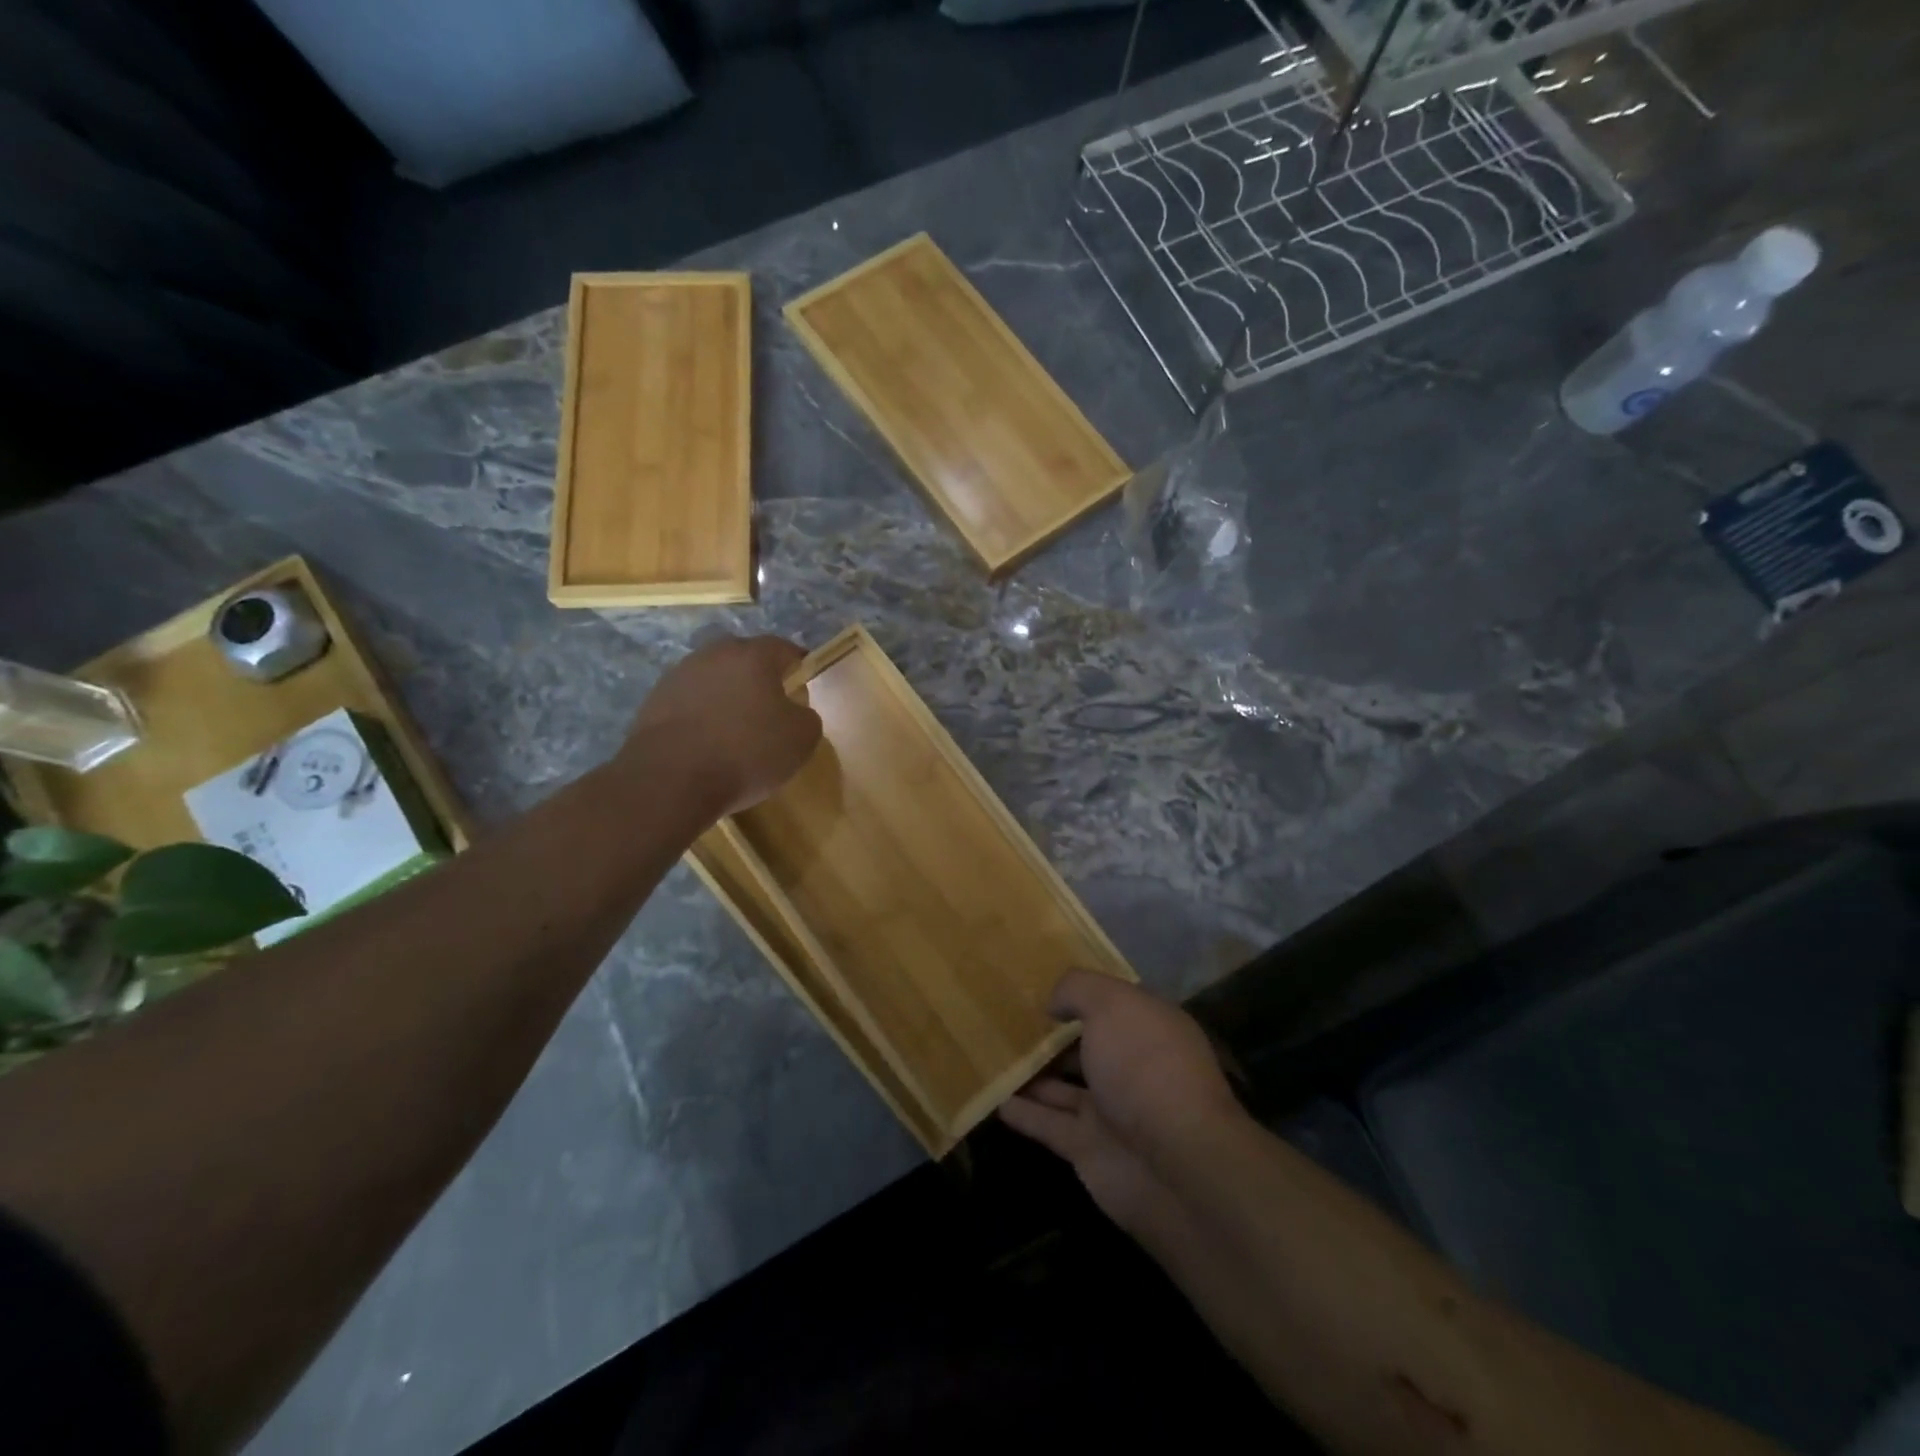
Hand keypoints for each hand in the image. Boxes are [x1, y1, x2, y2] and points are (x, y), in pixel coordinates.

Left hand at [624, 635, 822, 815]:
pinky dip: (702, 717)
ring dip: (727, 697)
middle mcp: (713, 654)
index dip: (798, 667)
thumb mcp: (801, 738)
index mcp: (752, 655)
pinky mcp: (653, 702)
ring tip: (737, 730)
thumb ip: (806, 716)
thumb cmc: (747, 751)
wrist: (671, 779)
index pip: (784, 649)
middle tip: (772, 710)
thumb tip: (796, 712)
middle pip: (744, 660)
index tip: (804, 688)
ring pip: (714, 680)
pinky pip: (690, 703)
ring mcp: (678, 676)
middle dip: (760, 680)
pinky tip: (708, 745)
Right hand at [1000, 971, 1240, 1236]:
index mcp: (1147, 1027)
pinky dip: (1022, 1112)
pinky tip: (993, 1098)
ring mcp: (1111, 1110)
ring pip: (1062, 1086)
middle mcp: (1131, 1066)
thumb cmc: (1144, 1066)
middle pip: (1085, 1045)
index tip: (1039, 982)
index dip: (1079, 992)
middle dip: (1052, 1034)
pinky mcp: (1088, 1148)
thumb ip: (1078, 990)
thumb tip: (1054, 1001)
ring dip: (1031, 1072)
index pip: (1111, 1002)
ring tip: (990, 1054)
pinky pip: (1047, 1123)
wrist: (1175, 1165)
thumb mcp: (1111, 1005)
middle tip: (1005, 1018)